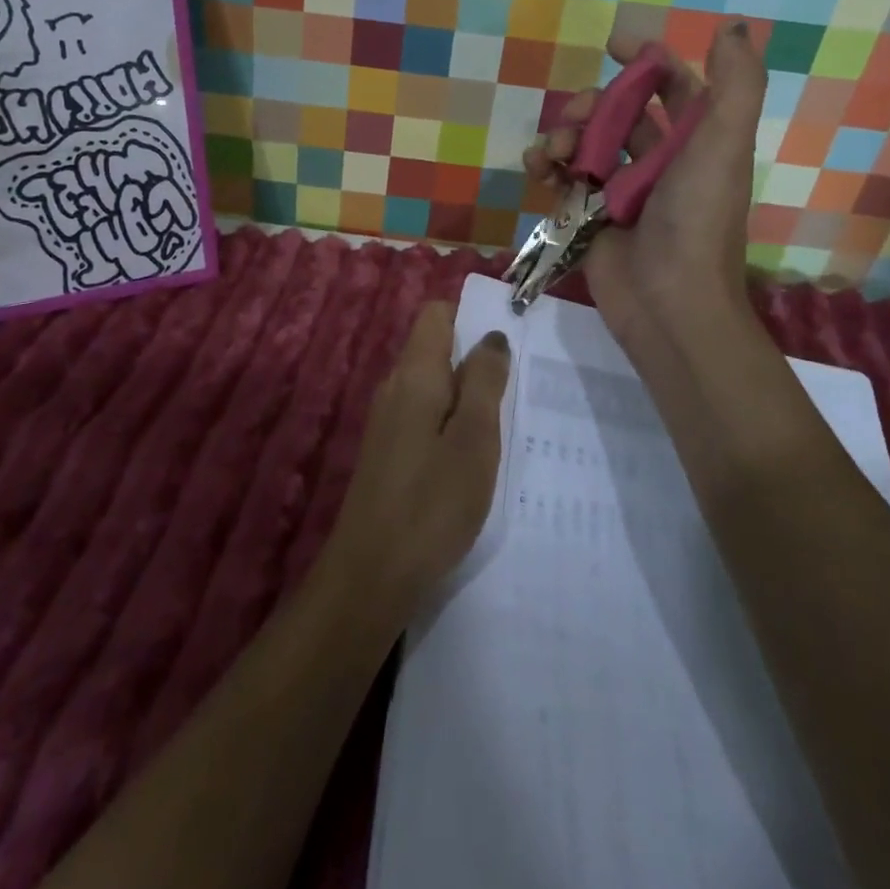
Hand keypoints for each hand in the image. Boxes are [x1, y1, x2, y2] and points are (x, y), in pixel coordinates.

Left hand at [324, 303, 508, 622]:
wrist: (371, 574)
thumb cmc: (432, 502)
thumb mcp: (474, 439)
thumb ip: (484, 381)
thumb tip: (491, 335)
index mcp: (414, 374)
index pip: (436, 314)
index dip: (471, 318)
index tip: (509, 341)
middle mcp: (395, 388)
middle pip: (436, 349)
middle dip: (476, 360)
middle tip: (518, 388)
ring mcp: (387, 421)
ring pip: (433, 386)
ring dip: (467, 396)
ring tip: (505, 424)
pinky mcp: (388, 452)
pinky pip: (425, 417)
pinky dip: (451, 424)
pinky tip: (474, 458)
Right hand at [521, 23, 766, 369]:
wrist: (667, 302)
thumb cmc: (696, 219)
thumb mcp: (723, 144)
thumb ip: (735, 84)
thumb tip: (733, 26)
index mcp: (696, 143)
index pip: (673, 88)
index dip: (648, 62)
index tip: (614, 44)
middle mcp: (660, 162)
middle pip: (619, 113)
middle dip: (592, 103)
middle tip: (575, 115)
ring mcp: (622, 191)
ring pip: (586, 143)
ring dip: (563, 135)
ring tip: (551, 151)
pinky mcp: (590, 216)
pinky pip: (564, 178)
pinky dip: (547, 166)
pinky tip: (537, 168)